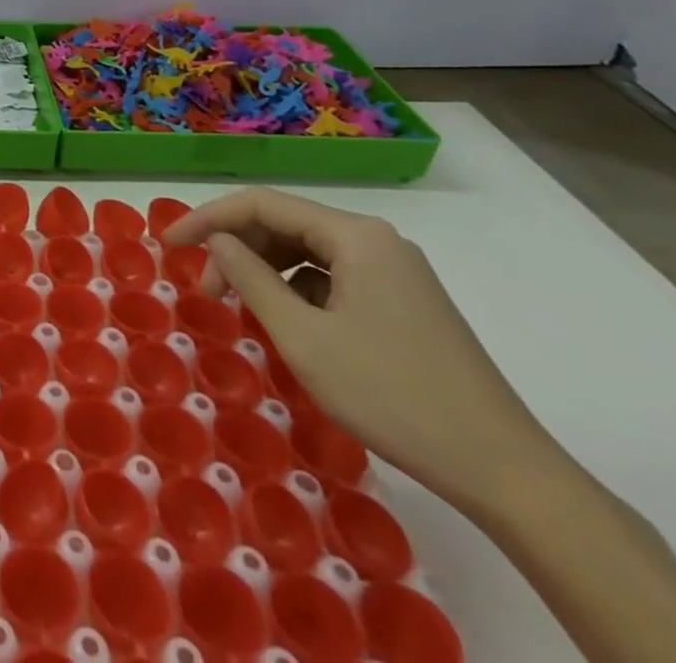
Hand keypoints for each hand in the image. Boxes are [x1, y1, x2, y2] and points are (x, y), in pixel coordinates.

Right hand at [165, 189, 560, 516]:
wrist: (505, 471)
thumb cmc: (393, 396)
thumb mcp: (304, 338)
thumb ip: (251, 278)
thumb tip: (218, 241)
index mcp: (355, 235)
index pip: (262, 204)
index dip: (208, 218)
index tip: (170, 245)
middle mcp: (376, 239)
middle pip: (286, 224)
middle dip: (237, 249)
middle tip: (206, 290)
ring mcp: (395, 270)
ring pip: (308, 251)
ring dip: (265, 270)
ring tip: (238, 306)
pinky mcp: (405, 301)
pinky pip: (334, 276)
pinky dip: (298, 289)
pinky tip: (286, 320)